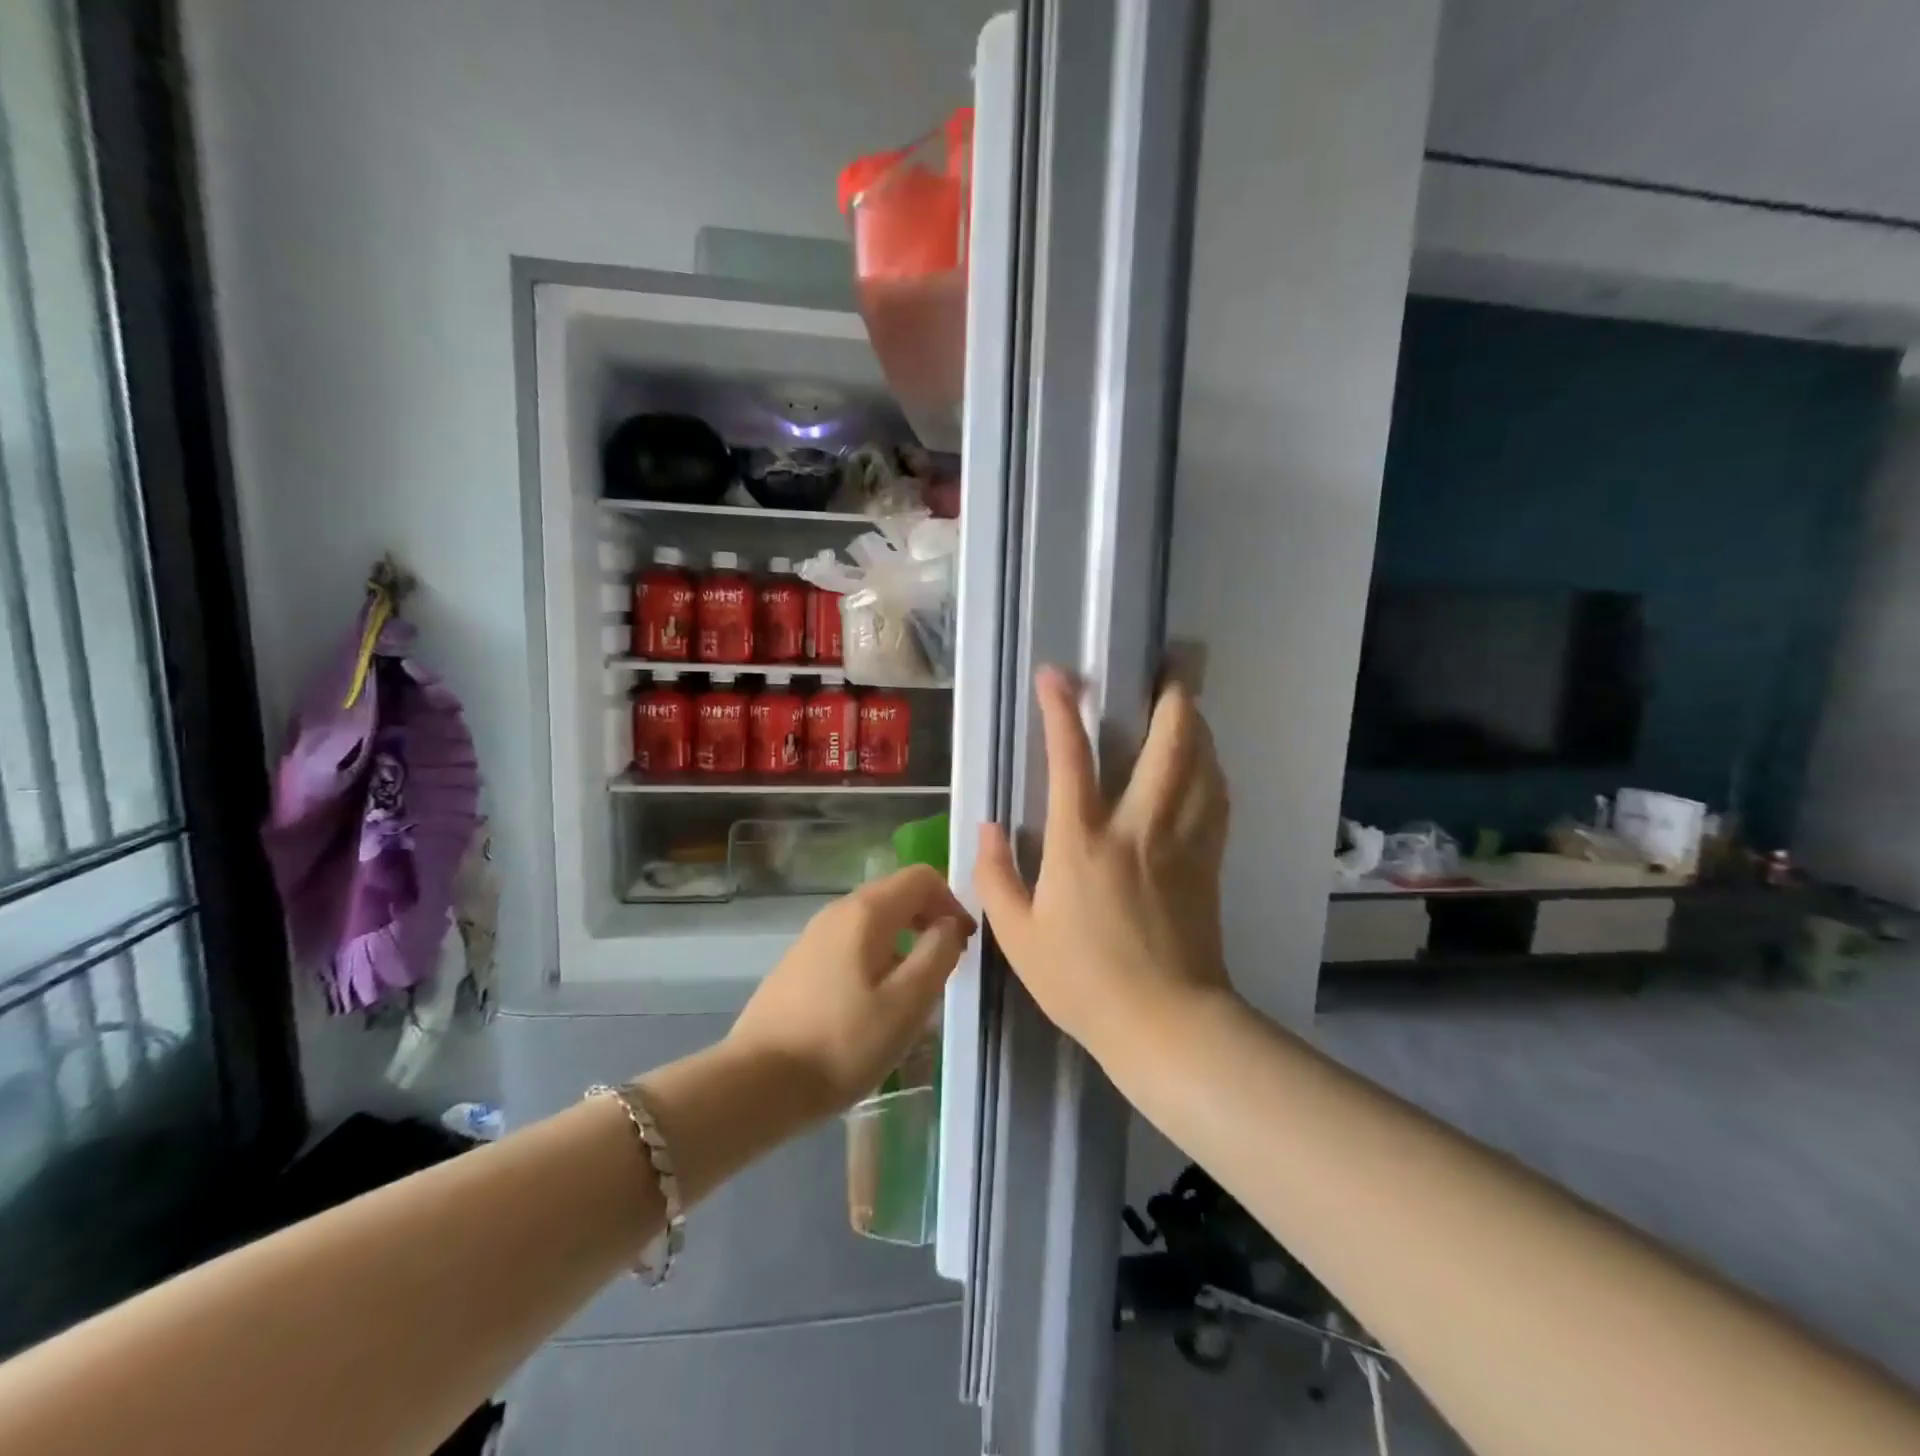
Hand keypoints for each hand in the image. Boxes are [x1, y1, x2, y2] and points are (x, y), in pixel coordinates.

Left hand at [726, 864, 975, 1118]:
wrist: (758, 1083)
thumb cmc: (843, 1043)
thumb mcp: (908, 1003)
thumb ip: (939, 953)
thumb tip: (950, 924)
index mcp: (866, 912)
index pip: (921, 877)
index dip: (952, 901)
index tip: (963, 943)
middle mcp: (837, 911)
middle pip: (896, 894)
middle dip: (929, 919)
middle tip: (945, 965)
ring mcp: (813, 936)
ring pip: (873, 921)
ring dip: (903, 941)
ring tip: (913, 990)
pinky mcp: (799, 963)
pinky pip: (850, 943)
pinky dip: (876, 956)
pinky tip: (873, 1003)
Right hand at [975, 666, 1233, 1070]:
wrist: (1166, 1023)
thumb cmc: (1083, 981)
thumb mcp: (1017, 935)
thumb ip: (995, 876)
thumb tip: (986, 827)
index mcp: (1082, 842)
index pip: (1069, 757)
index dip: (1060, 709)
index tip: (1056, 675)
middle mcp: (1138, 827)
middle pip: (1167, 744)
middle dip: (1170, 697)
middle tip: (1169, 666)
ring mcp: (1181, 842)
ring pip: (1201, 764)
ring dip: (1196, 725)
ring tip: (1186, 703)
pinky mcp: (1208, 861)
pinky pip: (1215, 798)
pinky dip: (1211, 767)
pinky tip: (1205, 762)